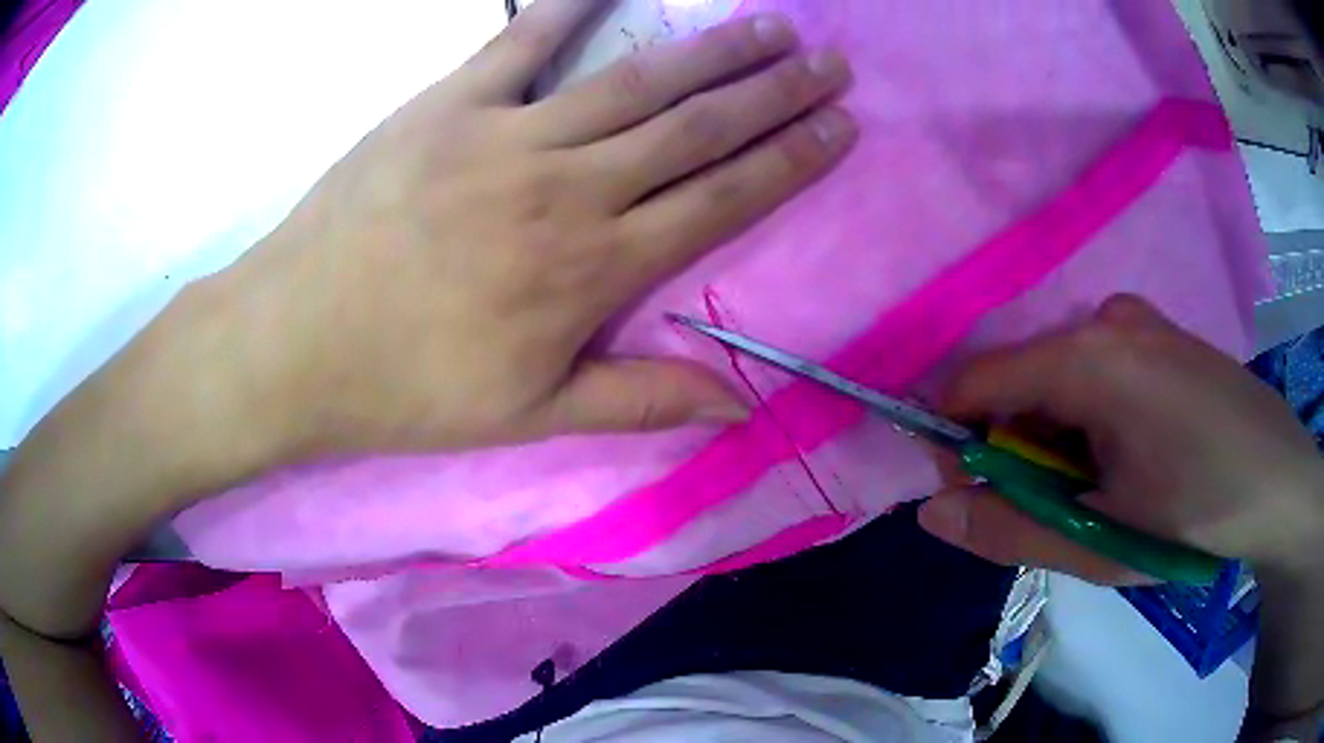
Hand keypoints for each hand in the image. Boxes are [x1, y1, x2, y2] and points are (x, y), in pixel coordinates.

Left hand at [209, 0, 856, 461]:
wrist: (296, 341)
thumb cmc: (408, 388)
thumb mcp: (530, 415)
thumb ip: (640, 401)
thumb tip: (738, 407)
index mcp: (593, 268)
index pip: (722, 198)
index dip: (790, 160)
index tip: (839, 128)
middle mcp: (567, 186)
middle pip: (696, 126)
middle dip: (774, 92)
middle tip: (828, 62)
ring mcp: (506, 134)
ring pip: (635, 80)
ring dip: (711, 51)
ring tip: (769, 27)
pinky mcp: (447, 104)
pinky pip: (521, 42)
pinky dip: (569, 6)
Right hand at [917, 294, 1323, 584]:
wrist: (1280, 481)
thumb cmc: (1195, 514)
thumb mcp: (1099, 539)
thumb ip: (1009, 528)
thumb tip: (931, 512)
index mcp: (1089, 357)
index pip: (978, 381)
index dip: (960, 441)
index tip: (977, 498)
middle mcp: (1107, 318)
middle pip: (1023, 380)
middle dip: (1020, 447)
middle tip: (1058, 508)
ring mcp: (1139, 320)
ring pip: (1062, 378)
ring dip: (1060, 437)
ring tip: (1104, 489)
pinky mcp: (1161, 333)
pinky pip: (1099, 369)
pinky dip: (1092, 417)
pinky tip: (1133, 456)